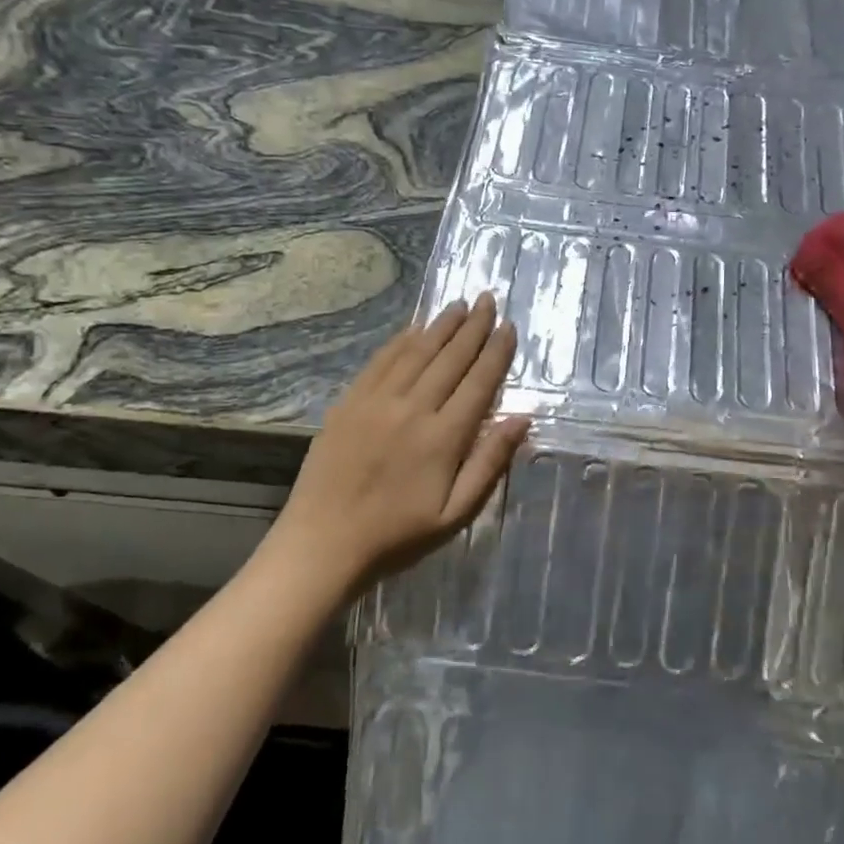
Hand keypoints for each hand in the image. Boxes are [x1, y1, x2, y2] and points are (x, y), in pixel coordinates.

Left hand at [269, 294, 529, 593]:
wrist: (322, 544)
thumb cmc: (397, 536)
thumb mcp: (455, 514)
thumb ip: (489, 463)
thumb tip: (521, 419)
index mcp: (443, 437)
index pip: (479, 382)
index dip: (496, 352)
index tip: (509, 327)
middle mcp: (412, 408)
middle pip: (450, 358)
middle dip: (473, 326)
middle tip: (487, 299)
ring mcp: (376, 401)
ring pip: (416, 352)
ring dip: (441, 326)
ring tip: (458, 305)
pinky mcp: (349, 403)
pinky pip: (381, 361)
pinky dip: (402, 341)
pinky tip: (415, 329)